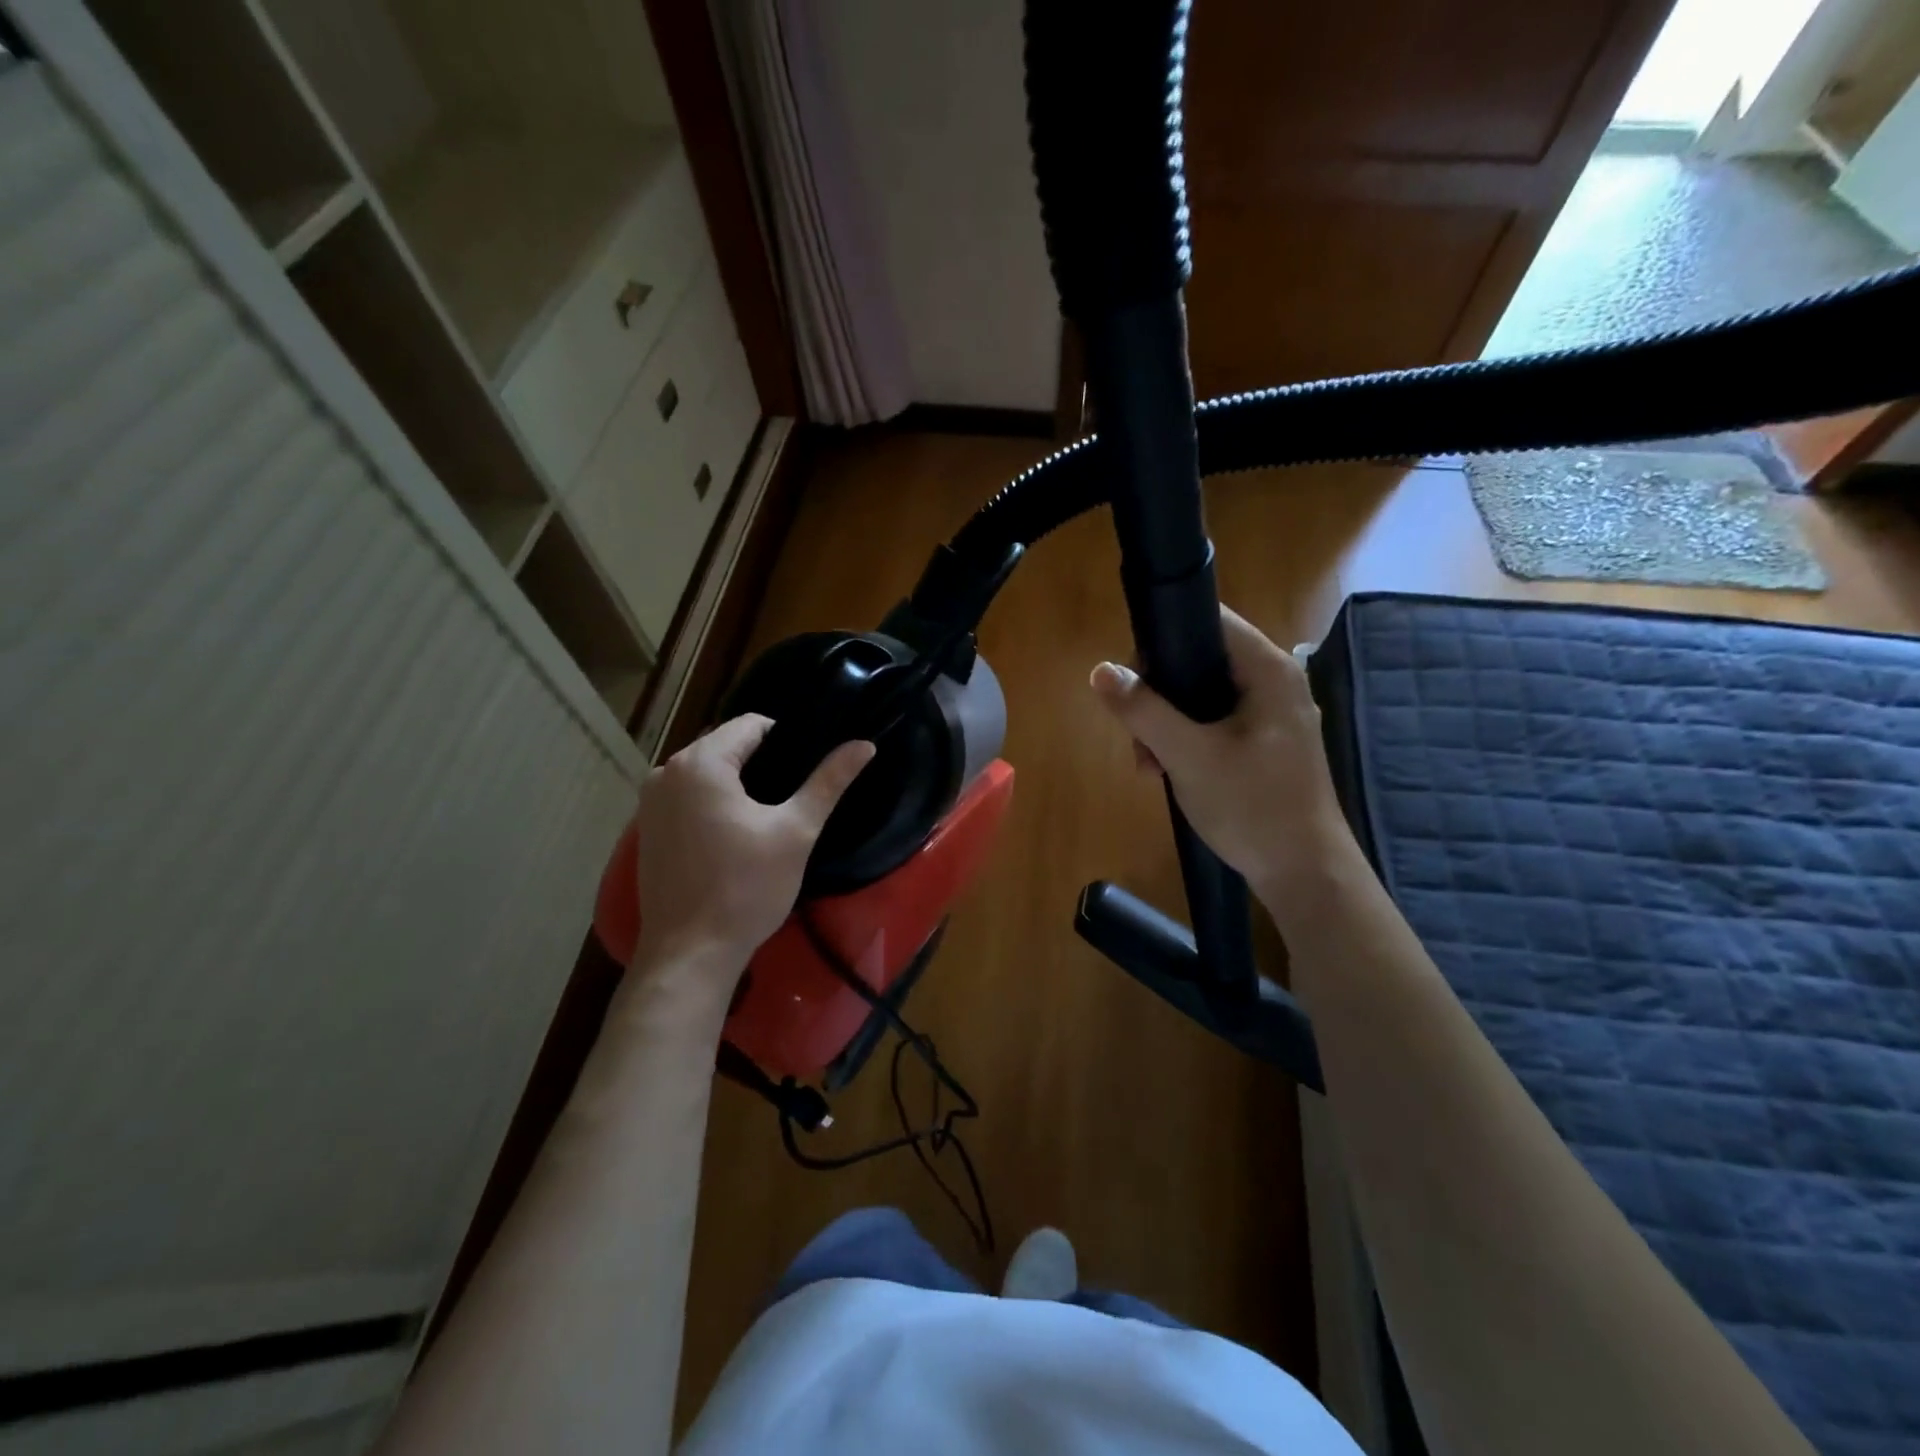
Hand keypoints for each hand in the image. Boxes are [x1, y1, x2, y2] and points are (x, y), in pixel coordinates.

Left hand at [631, 715, 873, 979]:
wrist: (691, 953)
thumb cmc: (746, 888)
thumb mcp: (796, 831)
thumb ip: (829, 781)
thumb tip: (865, 744)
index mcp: (700, 763)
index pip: (751, 724)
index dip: (787, 739)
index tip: (809, 771)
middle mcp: (666, 771)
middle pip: (725, 745)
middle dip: (762, 762)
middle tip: (794, 796)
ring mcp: (650, 801)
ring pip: (707, 772)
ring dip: (737, 783)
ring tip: (770, 815)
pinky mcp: (647, 828)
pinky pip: (688, 796)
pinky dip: (713, 802)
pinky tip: (736, 834)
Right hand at [1089, 607, 1354, 924]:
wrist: (1304, 875)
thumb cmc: (1252, 807)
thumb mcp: (1188, 756)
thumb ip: (1143, 710)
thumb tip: (1100, 671)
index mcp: (1268, 671)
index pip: (1209, 621)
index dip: (1163, 639)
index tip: (1132, 680)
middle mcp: (1274, 683)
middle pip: (1199, 660)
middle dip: (1158, 696)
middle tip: (1138, 739)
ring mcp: (1271, 716)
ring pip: (1202, 696)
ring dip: (1166, 724)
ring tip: (1149, 766)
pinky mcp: (1265, 744)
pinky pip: (1214, 724)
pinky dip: (1186, 741)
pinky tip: (1168, 773)